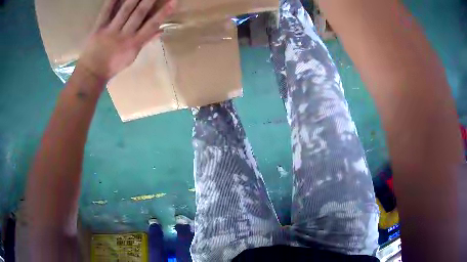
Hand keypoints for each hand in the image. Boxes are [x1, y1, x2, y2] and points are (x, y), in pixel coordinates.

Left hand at [77, 0, 175, 80]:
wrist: (91, 73)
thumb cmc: (113, 65)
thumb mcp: (132, 56)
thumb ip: (145, 41)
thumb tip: (161, 30)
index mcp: (134, 44)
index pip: (152, 25)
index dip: (163, 12)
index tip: (173, 1)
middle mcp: (124, 35)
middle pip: (139, 14)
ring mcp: (110, 31)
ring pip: (124, 10)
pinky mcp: (98, 28)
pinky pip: (105, 12)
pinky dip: (112, 0)